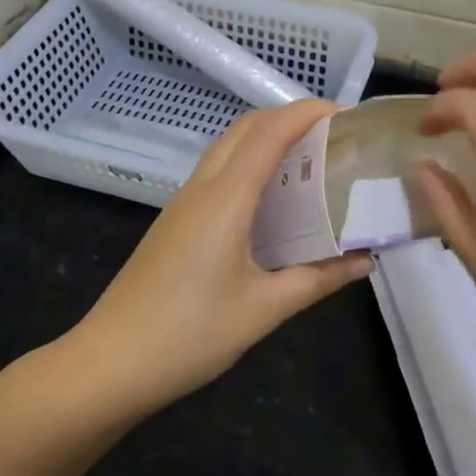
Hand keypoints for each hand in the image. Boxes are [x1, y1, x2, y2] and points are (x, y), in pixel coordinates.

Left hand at [70, 100, 373, 412]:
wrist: (110, 363)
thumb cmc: (189, 335)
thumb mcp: (264, 310)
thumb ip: (317, 279)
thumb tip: (365, 260)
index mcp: (225, 199)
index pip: (270, 133)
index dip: (308, 113)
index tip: (347, 114)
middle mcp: (203, 188)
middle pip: (247, 128)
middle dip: (291, 118)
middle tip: (334, 136)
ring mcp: (184, 202)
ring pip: (229, 147)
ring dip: (269, 138)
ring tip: (312, 159)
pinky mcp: (176, 220)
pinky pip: (219, 172)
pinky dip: (251, 164)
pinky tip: (274, 198)